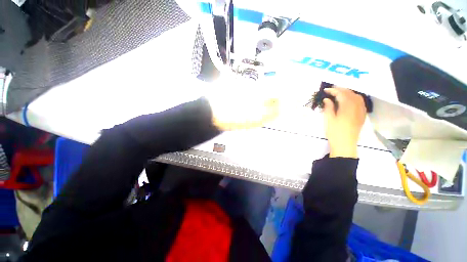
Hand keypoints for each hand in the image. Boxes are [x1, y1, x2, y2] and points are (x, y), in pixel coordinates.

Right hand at [322, 87, 366, 157]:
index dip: (333, 90)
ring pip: (356, 96)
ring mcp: (361, 110)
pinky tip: (349, 100)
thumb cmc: (335, 132)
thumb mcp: (329, 119)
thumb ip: (328, 107)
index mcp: (347, 107)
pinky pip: (360, 102)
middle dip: (341, 90)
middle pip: (350, 93)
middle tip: (331, 90)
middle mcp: (356, 106)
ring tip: (339, 94)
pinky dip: (354, 98)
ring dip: (348, 93)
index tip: (325, 90)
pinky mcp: (362, 115)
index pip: (341, 94)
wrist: (345, 144)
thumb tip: (327, 99)